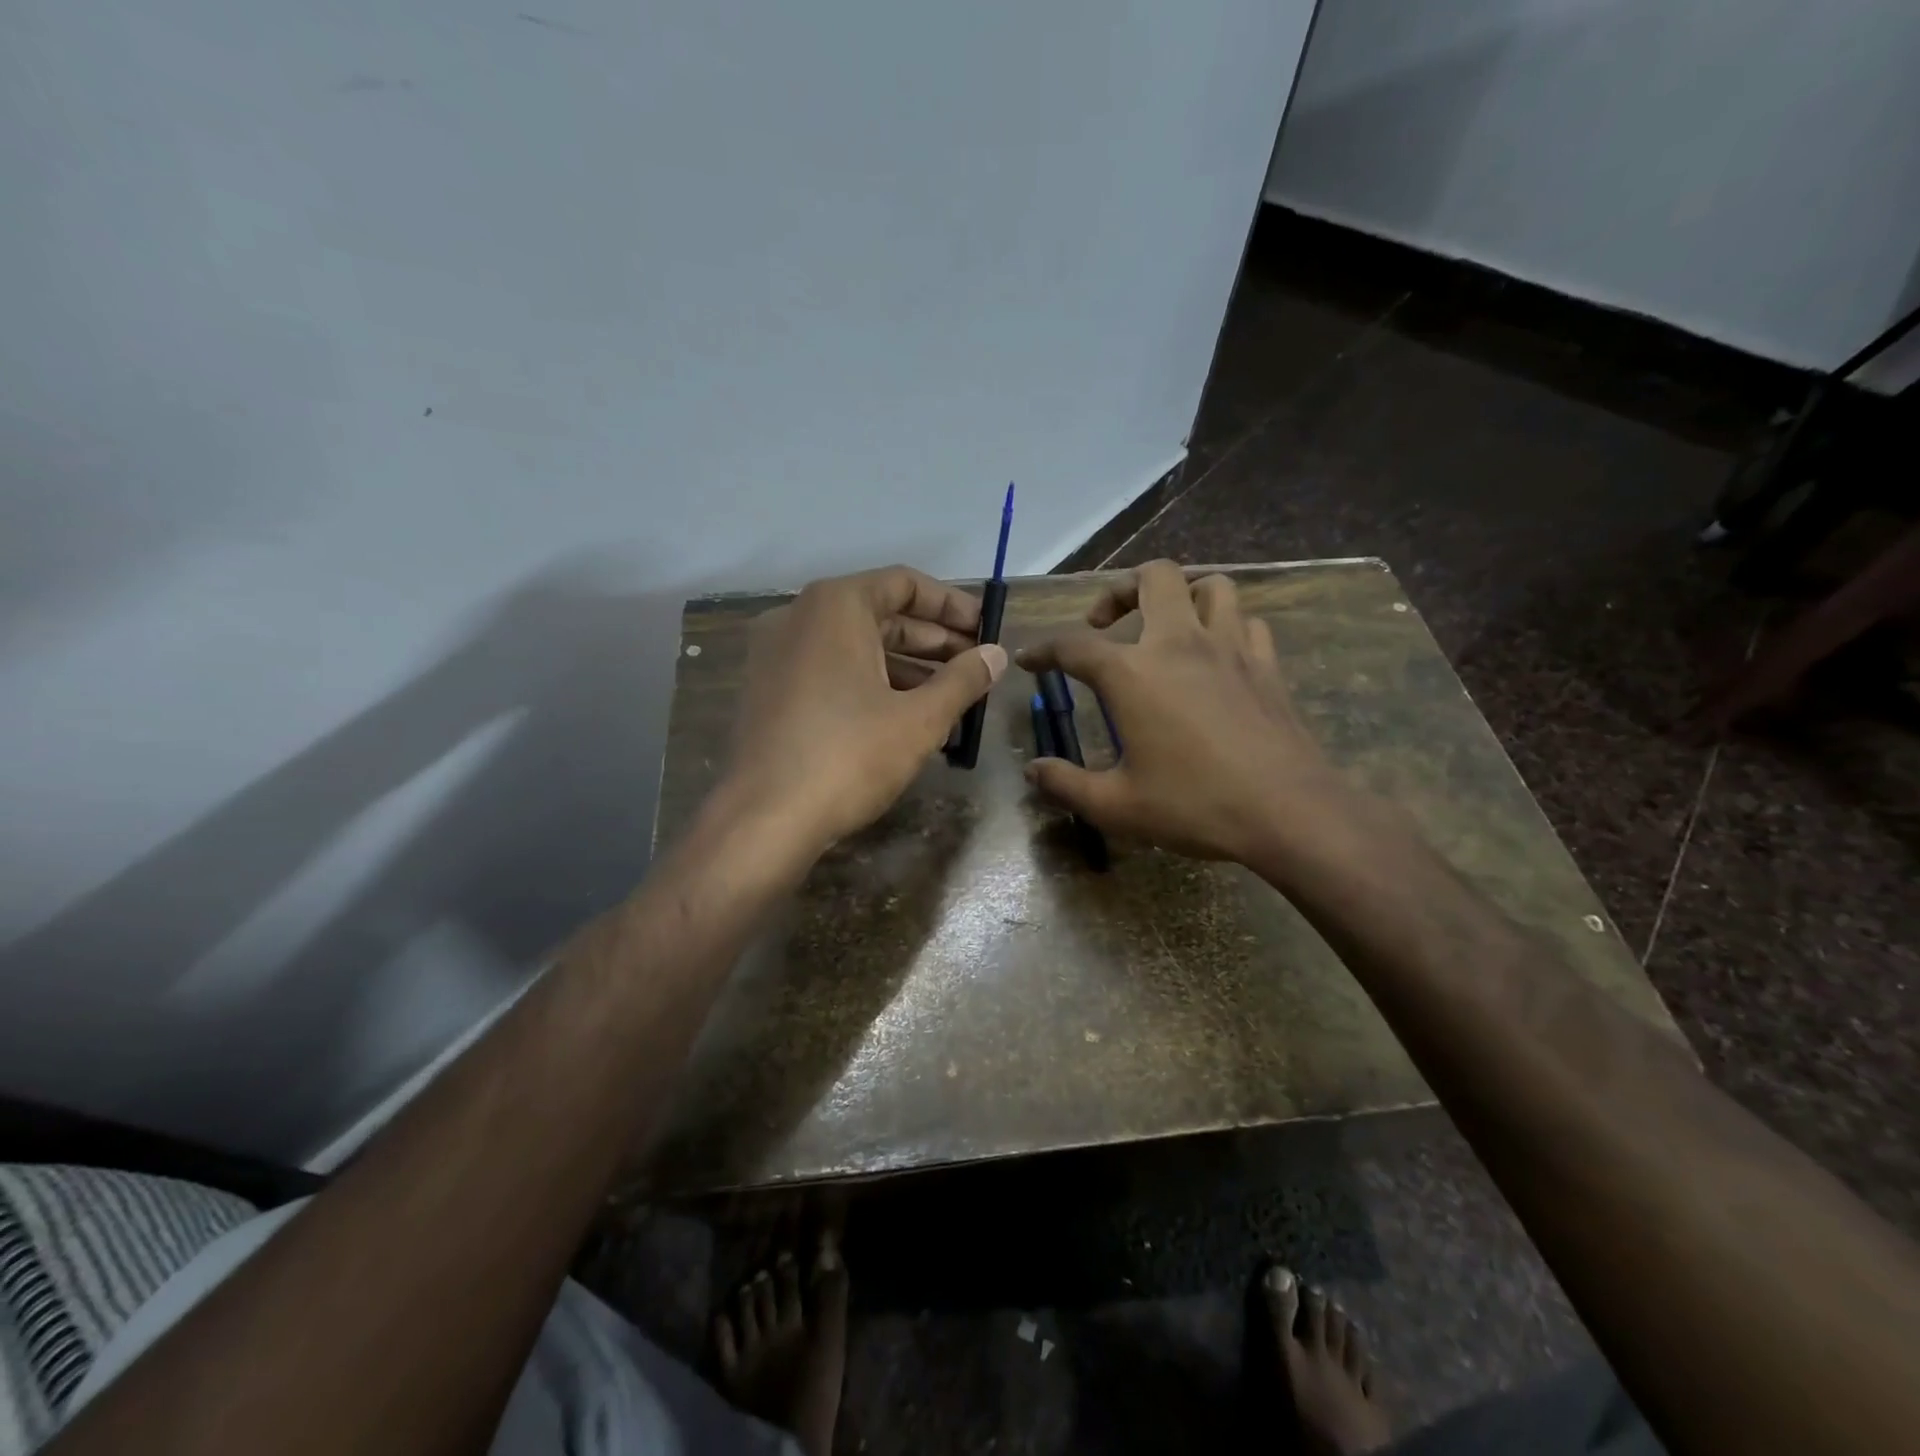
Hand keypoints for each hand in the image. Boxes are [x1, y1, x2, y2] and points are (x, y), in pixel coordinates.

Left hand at [728, 565, 1006, 853]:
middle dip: (933, 642)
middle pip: (880, 615)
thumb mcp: (919, 719)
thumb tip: (997, 655)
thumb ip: (963, 680)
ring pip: (856, 648)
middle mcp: (799, 617)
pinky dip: (872, 686)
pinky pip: (831, 672)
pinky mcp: (770, 691)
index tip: (986, 630)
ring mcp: (777, 655)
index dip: (952, 605)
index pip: (904, 584)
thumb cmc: (849, 756)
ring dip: (908, 670)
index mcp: (835, 606)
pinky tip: (907, 721)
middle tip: (976, 668)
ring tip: (951, 702)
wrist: (764, 820)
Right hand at [1016, 560, 1347, 863]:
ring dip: (1181, 595)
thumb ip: (1066, 785)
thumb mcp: (1116, 806)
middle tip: (1104, 623)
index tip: (1029, 659)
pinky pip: (1246, 622)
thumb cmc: (1195, 805)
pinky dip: (1226, 626)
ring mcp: (1230, 648)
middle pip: (1153, 577)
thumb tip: (1033, 771)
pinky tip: (1216, 654)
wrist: (1288, 811)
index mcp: (1133, 674)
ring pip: (1210, 585)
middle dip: (1120, 589)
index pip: (1073, 646)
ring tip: (1165, 625)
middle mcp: (1179, 644)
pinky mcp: (1266, 665)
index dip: (1044, 649)